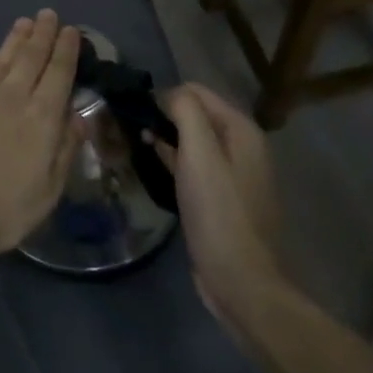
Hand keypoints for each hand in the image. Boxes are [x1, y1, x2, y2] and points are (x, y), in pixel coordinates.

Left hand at [0, 12, 81, 263]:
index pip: (59, 74)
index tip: (71, 31)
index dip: (66, 51)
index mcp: (43, 119)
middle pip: (32, 58)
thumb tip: (79, 119)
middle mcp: (16, 98)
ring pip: (7, 57)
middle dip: (43, 34)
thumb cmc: (2, 209)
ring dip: (18, 38)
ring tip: (26, 22)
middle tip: (49, 14)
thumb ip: (65, 151)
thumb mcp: (47, 191)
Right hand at [150, 84, 288, 330]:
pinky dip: (174, 160)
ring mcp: (234, 174)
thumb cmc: (218, 211)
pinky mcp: (222, 198)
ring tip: (135, 143)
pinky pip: (194, 166)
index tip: (135, 112)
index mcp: (241, 130)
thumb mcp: (199, 153)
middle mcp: (242, 146)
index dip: (164, 96)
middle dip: (164, 116)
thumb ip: (185, 112)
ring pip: (193, 141)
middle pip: (195, 114)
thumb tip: (166, 94)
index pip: (196, 91)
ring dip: (166, 138)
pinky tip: (153, 166)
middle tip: (130, 128)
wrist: (241, 281)